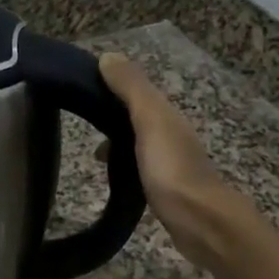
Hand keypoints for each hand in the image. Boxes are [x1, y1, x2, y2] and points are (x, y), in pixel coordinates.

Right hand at [100, 53, 260, 267]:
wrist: (200, 222)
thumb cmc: (172, 169)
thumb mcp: (150, 121)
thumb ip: (131, 89)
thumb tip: (108, 56)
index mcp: (166, 115)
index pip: (135, 91)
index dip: (109, 87)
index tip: (78, 89)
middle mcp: (170, 134)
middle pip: (135, 117)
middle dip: (110, 117)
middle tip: (81, 124)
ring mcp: (169, 163)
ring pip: (137, 143)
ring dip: (116, 144)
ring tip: (92, 156)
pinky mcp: (164, 188)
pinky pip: (138, 167)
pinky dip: (122, 166)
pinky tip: (111, 178)